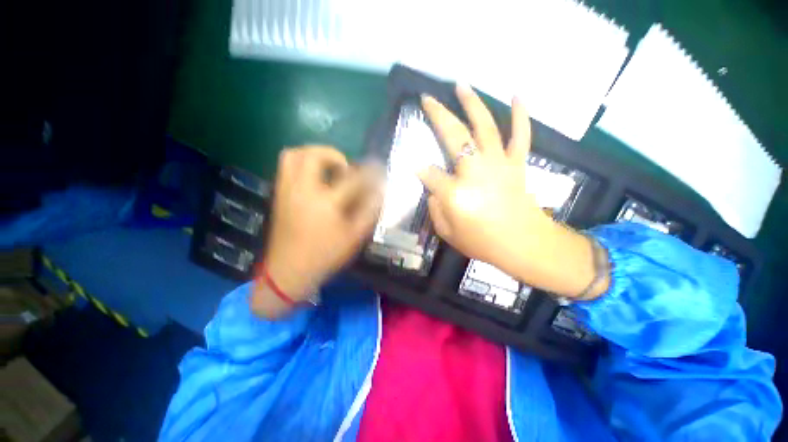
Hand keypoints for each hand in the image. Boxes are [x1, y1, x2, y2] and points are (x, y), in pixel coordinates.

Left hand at [252, 146, 382, 316]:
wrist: (288, 272)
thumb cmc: (325, 255)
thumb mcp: (354, 237)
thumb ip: (369, 211)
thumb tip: (379, 191)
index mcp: (326, 203)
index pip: (353, 178)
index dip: (369, 172)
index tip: (378, 170)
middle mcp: (303, 190)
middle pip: (314, 155)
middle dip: (334, 155)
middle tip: (346, 168)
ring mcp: (286, 190)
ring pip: (294, 155)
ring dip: (314, 154)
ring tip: (328, 167)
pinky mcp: (278, 194)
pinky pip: (286, 166)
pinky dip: (301, 162)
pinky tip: (314, 177)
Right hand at [419, 85, 607, 298]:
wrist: (525, 245)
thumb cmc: (483, 243)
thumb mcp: (448, 234)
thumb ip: (435, 209)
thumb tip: (434, 189)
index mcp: (455, 193)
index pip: (429, 174)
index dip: (419, 169)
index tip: (413, 165)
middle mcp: (476, 172)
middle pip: (454, 137)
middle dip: (438, 115)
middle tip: (428, 98)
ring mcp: (499, 164)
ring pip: (485, 127)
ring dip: (473, 104)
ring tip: (461, 85)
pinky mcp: (517, 164)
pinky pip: (521, 135)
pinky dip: (521, 114)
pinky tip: (517, 95)